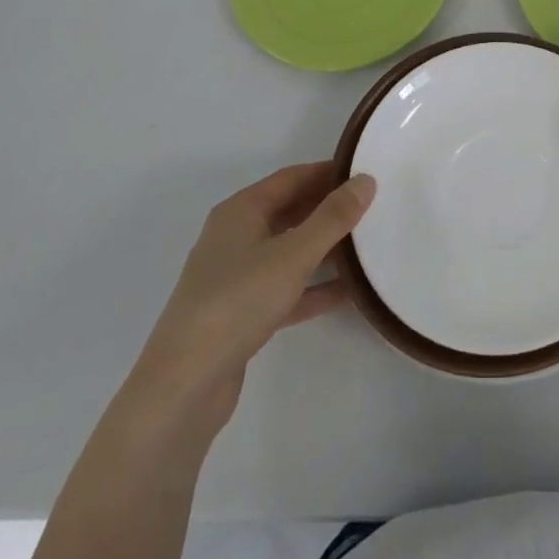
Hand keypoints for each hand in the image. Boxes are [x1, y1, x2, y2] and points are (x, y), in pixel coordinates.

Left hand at [128, 162, 374, 437]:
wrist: (184, 386)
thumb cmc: (238, 302)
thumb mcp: (294, 254)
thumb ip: (333, 218)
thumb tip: (365, 180)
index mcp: (241, 211)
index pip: (291, 178)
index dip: (328, 172)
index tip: (366, 173)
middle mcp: (236, 237)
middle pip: (290, 212)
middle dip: (329, 210)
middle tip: (374, 208)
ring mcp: (236, 278)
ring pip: (290, 251)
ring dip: (325, 249)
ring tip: (369, 246)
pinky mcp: (242, 314)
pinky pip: (287, 289)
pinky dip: (314, 287)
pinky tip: (349, 292)